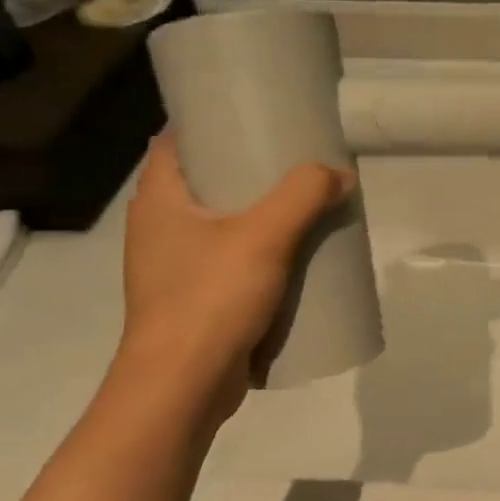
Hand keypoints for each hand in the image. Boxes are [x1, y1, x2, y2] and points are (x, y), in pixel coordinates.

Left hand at [117, 134, 353, 410]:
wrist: (182, 388)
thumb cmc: (210, 299)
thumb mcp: (264, 236)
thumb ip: (304, 196)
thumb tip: (339, 174)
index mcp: (160, 201)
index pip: (176, 141)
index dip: (210, 121)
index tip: (254, 112)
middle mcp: (160, 228)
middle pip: (206, 179)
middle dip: (249, 165)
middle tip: (295, 154)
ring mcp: (175, 266)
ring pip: (221, 221)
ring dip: (259, 209)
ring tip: (304, 199)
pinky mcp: (196, 297)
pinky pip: (231, 257)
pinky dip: (260, 247)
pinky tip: (295, 250)